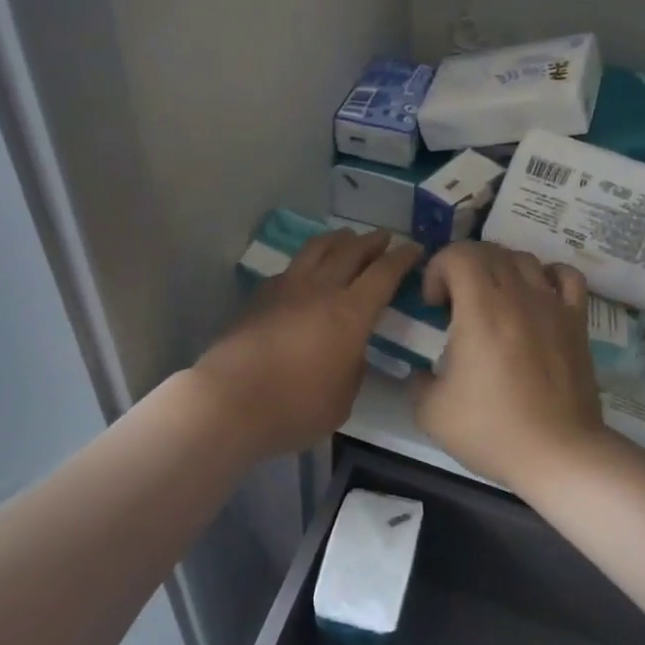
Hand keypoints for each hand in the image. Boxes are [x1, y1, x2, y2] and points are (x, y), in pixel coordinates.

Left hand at [194, 228, 421, 458]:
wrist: (230, 400)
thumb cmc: (295, 407)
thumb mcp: (343, 399)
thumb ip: (353, 368)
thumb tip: (351, 351)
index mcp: (351, 313)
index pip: (383, 274)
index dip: (402, 258)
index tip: (414, 248)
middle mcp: (321, 289)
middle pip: (351, 252)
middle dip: (371, 241)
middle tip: (384, 237)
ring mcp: (286, 288)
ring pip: (317, 250)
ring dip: (337, 240)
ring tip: (346, 238)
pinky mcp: (260, 296)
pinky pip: (291, 268)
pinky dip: (307, 262)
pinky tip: (306, 271)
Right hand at [414, 242, 606, 490]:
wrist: (559, 453)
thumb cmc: (492, 430)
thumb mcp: (431, 411)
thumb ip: (418, 380)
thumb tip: (423, 371)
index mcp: (480, 309)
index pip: (458, 253)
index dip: (437, 269)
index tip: (433, 305)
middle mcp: (518, 295)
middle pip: (488, 250)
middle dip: (462, 266)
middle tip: (454, 304)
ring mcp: (552, 305)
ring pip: (524, 258)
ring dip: (499, 269)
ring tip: (491, 301)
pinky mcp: (577, 321)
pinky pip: (565, 276)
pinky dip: (546, 274)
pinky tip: (536, 295)